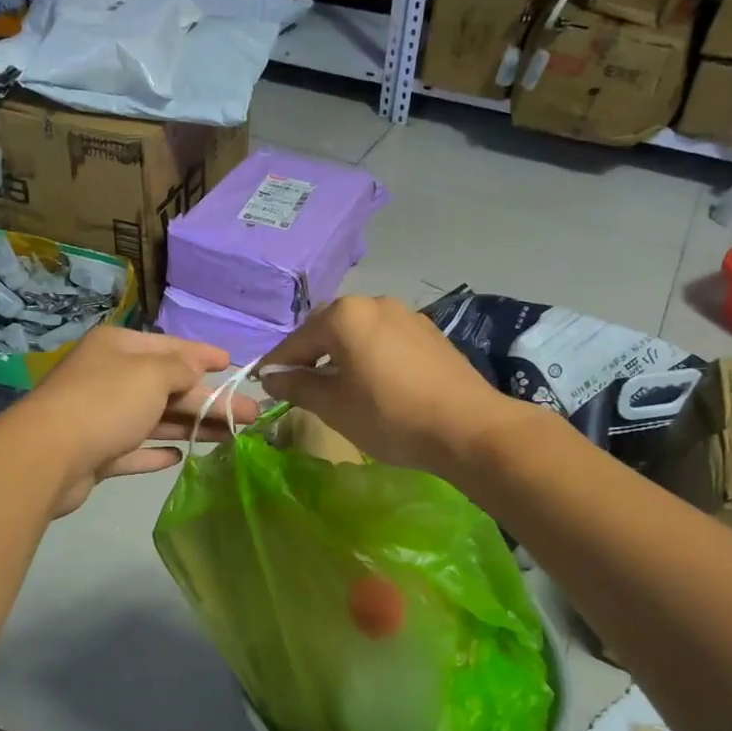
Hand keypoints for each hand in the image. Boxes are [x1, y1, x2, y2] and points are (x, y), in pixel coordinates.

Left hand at [6, 325, 259, 516]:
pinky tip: (179, 457)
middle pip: (168, 387)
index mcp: (119, 348)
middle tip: (251, 415)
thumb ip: (181, 369)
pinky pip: (134, 449)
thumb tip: (195, 368)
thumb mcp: (152, 374)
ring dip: (191, 426)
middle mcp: (109, 377)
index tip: (233, 364)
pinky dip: (156, 452)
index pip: (171, 347)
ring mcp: (101, 417)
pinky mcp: (96, 453)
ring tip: (230, 437)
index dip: (204, 355)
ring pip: (155, 419)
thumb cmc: (106, 403)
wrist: (47, 456)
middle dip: (209, 400)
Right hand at [259, 297, 523, 479]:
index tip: (263, 385)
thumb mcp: (334, 406)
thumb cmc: (390, 416)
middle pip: (327, 329)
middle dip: (309, 356)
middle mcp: (374, 303)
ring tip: (336, 387)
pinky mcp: (429, 332)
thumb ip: (298, 386)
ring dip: (340, 355)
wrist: (468, 427)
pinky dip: (369, 356)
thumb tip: (271, 377)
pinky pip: (384, 339)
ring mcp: (406, 314)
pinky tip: (373, 382)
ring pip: (358, 333)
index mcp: (344, 315)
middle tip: (298, 387)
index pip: (296, 341)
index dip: (277, 365)